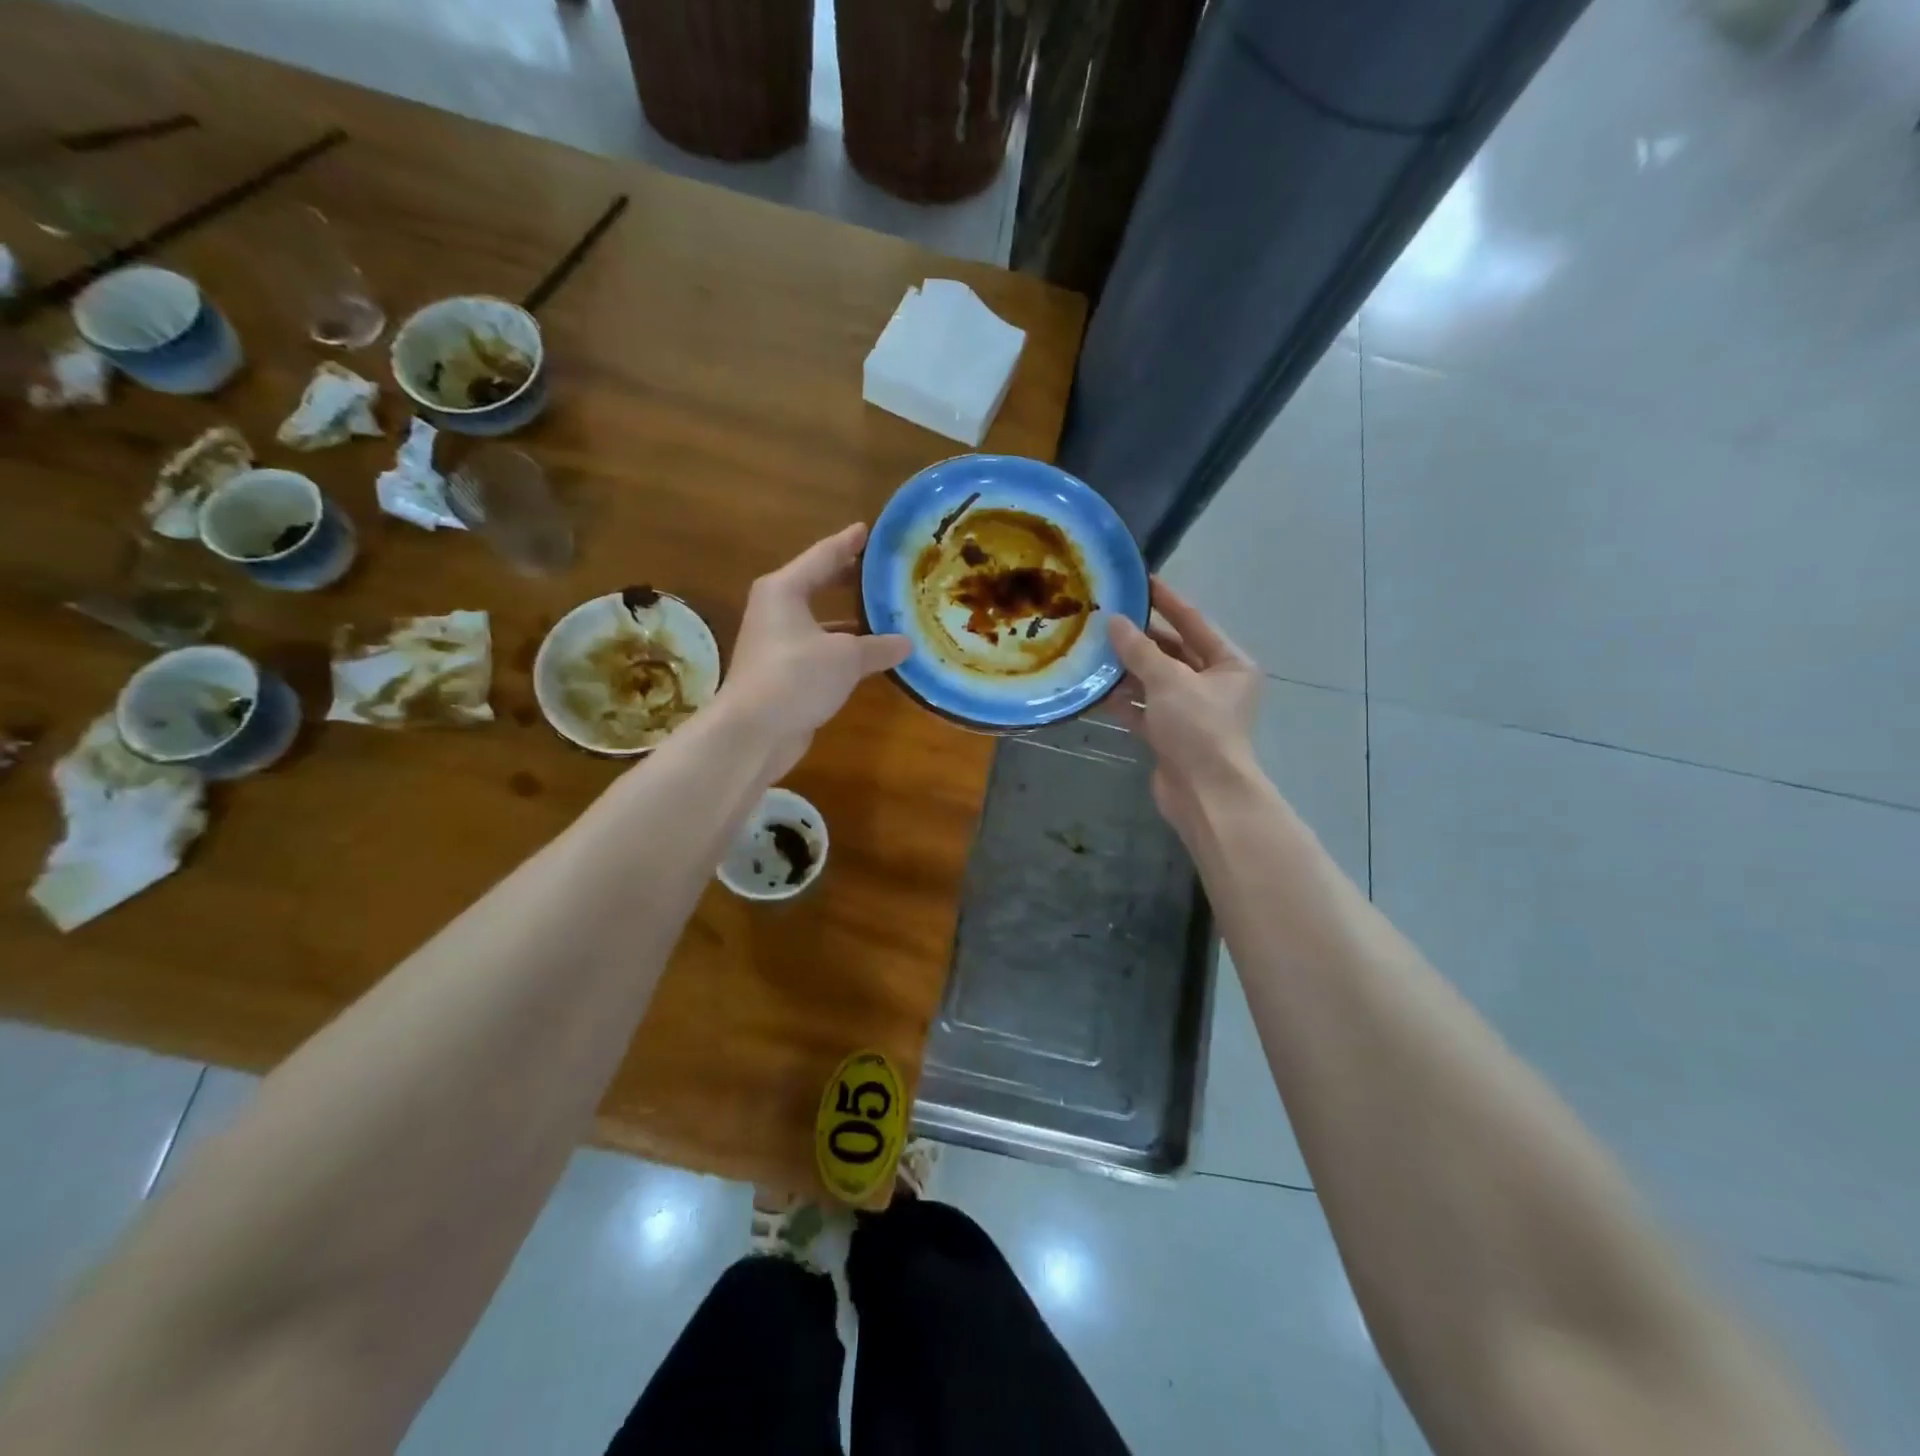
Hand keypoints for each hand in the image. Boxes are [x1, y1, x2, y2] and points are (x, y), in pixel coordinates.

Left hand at [721, 523, 910, 777]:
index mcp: (785, 589)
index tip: (868, 530)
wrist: (753, 731)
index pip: (823, 555)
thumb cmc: (796, 676)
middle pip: (818, 584)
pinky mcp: (783, 672)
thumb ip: (878, 646)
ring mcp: (777, 642)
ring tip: (886, 613)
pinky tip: (870, 655)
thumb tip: (907, 643)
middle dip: (850, 579)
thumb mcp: (846, 657)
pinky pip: (820, 649)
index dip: (849, 543)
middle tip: (883, 571)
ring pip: (821, 620)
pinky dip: (843, 649)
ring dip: (850, 619)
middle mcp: (777, 609)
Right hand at [1108, 580, 1262, 827]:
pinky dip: (1124, 701)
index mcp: (1229, 664)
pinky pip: (1144, 709)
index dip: (1166, 601)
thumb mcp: (1169, 681)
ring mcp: (1191, 712)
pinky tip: (1097, 689)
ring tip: (1094, 649)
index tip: (1140, 581)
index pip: (1194, 622)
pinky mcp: (1170, 736)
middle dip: (1140, 638)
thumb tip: (1113, 621)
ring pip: (1155, 682)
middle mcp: (1213, 684)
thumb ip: (1140, 650)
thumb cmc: (1198, 727)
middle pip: (1173, 652)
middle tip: (1106, 617)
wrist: (1205, 793)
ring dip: (1128, 670)